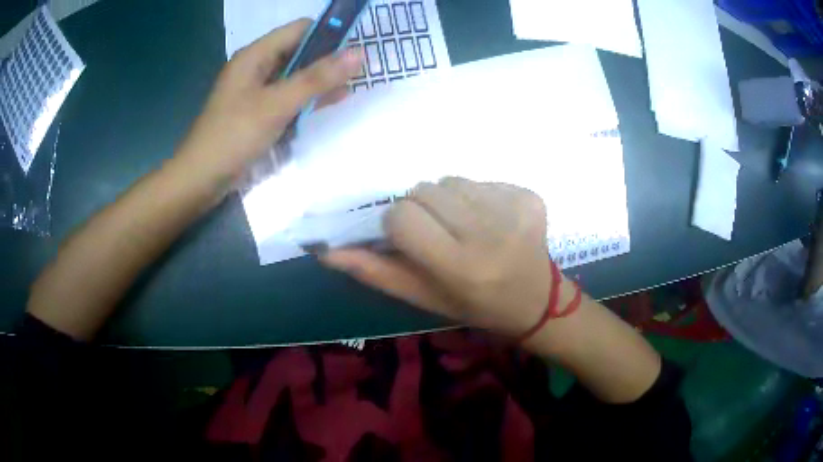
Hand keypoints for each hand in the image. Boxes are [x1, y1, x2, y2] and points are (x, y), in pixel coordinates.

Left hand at [176, 19, 362, 182]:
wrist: (200, 180)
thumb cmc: (233, 137)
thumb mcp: (277, 104)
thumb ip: (317, 78)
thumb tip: (359, 54)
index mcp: (256, 55)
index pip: (301, 29)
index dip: (330, 33)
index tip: (357, 47)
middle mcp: (256, 67)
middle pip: (299, 51)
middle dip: (328, 59)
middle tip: (361, 70)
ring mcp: (256, 90)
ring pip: (296, 76)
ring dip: (320, 80)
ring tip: (353, 85)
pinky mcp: (258, 111)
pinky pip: (288, 97)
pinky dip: (307, 99)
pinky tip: (329, 104)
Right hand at [321, 177, 568, 337]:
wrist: (536, 301)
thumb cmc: (473, 306)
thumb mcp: (422, 297)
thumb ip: (375, 272)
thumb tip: (327, 252)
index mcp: (460, 266)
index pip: (402, 216)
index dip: (399, 224)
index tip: (411, 239)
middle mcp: (490, 234)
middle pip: (426, 189)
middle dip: (422, 209)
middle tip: (440, 234)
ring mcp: (515, 211)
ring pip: (452, 180)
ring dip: (449, 200)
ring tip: (466, 227)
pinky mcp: (531, 197)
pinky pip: (483, 180)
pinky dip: (478, 197)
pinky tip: (493, 221)